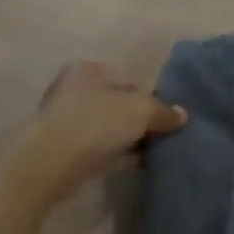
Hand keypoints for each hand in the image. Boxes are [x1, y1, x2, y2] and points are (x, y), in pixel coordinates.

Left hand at [30, 61, 186, 184]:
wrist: (51, 162)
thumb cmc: (96, 122)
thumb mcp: (140, 110)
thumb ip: (163, 111)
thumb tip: (183, 115)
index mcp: (88, 69)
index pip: (128, 78)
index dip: (150, 97)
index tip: (166, 116)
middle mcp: (74, 89)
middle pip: (117, 103)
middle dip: (139, 119)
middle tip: (163, 135)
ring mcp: (66, 120)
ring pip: (108, 127)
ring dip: (129, 138)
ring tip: (155, 152)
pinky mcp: (64, 149)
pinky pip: (99, 148)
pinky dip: (118, 154)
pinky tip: (138, 164)